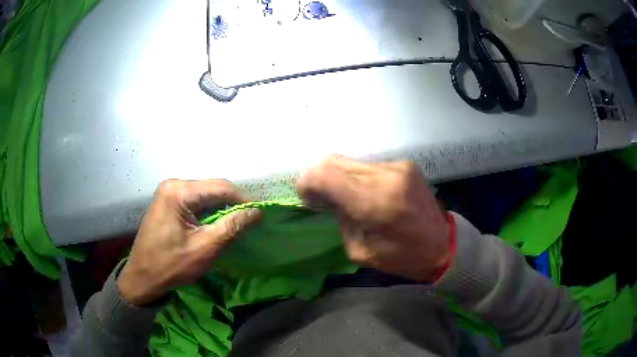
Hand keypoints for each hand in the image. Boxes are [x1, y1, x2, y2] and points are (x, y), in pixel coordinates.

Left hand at [117, 179, 260, 305]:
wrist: (142, 277)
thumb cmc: (171, 265)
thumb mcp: (205, 248)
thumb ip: (232, 226)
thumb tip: (257, 212)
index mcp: (179, 191)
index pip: (220, 187)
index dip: (243, 200)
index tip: (259, 216)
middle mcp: (173, 184)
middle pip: (212, 188)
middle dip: (232, 204)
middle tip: (248, 222)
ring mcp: (169, 192)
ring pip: (205, 194)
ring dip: (221, 208)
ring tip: (235, 224)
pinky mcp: (168, 201)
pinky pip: (195, 201)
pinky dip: (208, 211)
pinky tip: (215, 224)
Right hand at [296, 155, 450, 281]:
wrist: (443, 245)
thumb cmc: (402, 257)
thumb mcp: (359, 250)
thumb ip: (339, 218)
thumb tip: (323, 197)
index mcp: (375, 202)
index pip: (326, 174)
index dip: (308, 183)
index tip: (307, 199)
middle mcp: (386, 175)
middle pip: (334, 161)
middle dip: (319, 178)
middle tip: (321, 199)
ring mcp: (397, 166)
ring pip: (350, 161)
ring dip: (339, 177)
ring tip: (345, 198)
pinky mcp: (404, 165)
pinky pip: (367, 165)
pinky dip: (357, 177)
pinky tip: (364, 193)